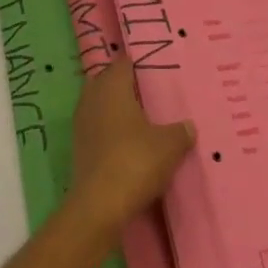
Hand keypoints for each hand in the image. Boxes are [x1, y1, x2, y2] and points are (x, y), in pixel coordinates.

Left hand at [69, 54, 194, 235]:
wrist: (99, 205)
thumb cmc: (135, 161)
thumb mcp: (169, 145)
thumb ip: (180, 131)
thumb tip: (188, 126)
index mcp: (112, 87)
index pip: (122, 63)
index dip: (137, 63)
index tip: (154, 66)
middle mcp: (92, 98)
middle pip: (107, 81)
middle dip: (125, 84)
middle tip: (149, 92)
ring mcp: (82, 123)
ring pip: (100, 104)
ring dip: (116, 108)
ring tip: (141, 117)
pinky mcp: (79, 147)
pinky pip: (97, 127)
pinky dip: (110, 129)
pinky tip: (127, 141)